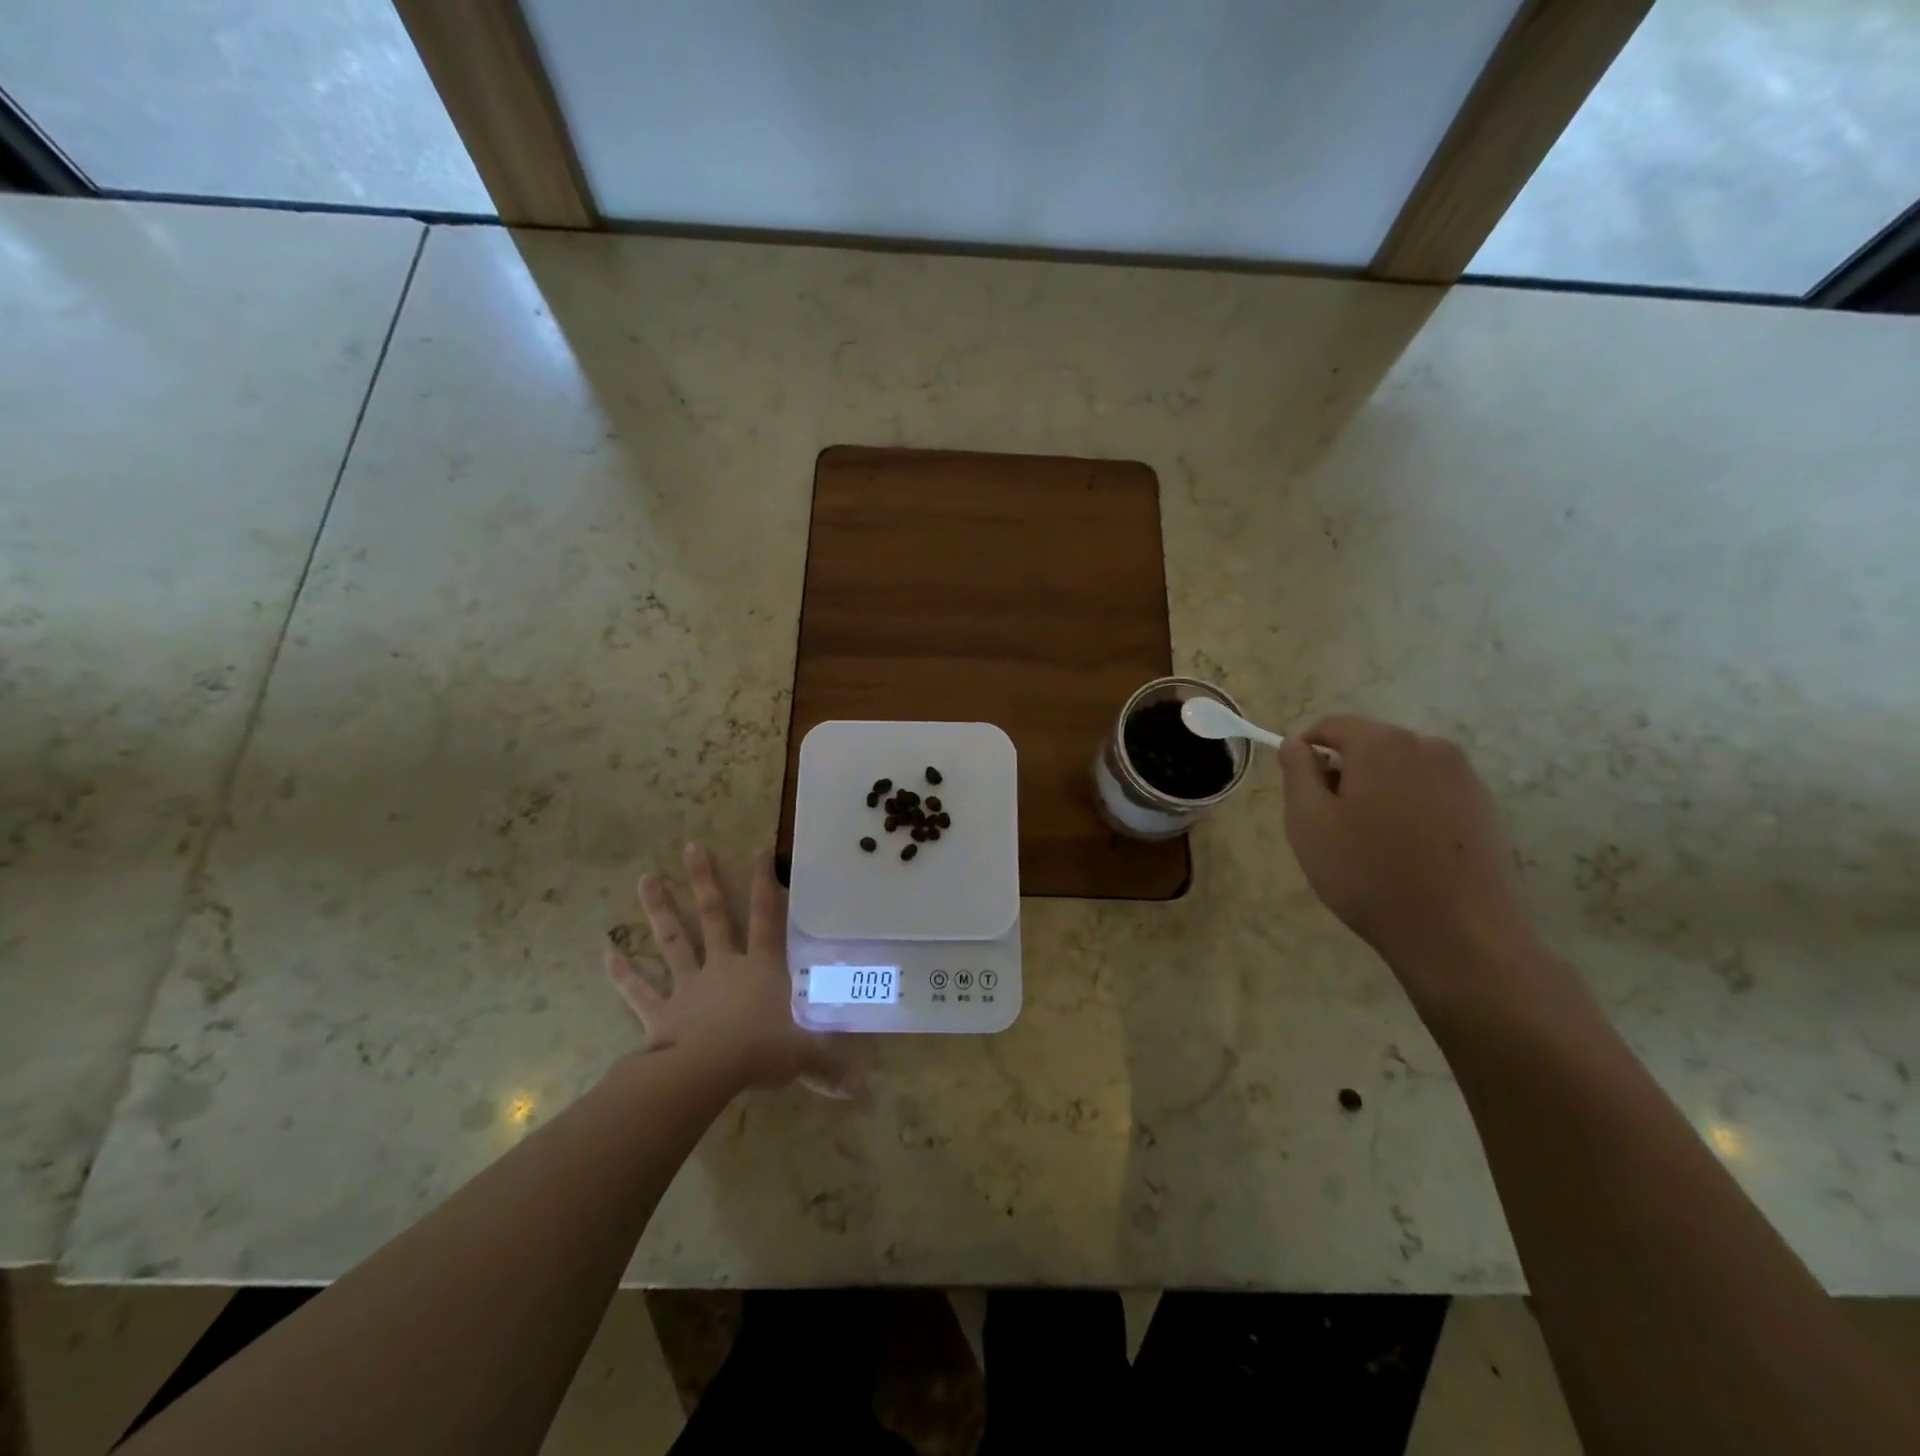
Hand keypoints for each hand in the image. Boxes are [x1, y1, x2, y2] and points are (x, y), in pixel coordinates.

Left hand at [606, 844, 857, 1096]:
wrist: (706, 1074)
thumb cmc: (759, 1053)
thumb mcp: (802, 1056)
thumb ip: (829, 1065)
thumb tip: (862, 1087)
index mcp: (761, 969)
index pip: (768, 918)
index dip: (765, 884)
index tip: (759, 850)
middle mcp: (724, 967)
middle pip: (714, 917)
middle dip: (704, 881)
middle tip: (690, 847)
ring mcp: (689, 986)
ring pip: (673, 940)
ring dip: (659, 909)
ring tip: (646, 877)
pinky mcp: (660, 1012)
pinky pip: (638, 989)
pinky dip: (621, 971)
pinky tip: (606, 950)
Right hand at [1278, 717, 1544, 1007]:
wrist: (1460, 936)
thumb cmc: (1368, 874)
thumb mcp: (1308, 823)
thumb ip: (1297, 773)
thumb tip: (1295, 744)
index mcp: (1383, 744)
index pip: (1332, 726)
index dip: (1306, 751)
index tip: (1298, 790)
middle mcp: (1429, 747)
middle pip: (1370, 746)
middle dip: (1344, 774)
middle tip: (1330, 826)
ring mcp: (1465, 778)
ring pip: (1401, 771)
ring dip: (1377, 793)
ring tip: (1369, 845)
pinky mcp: (1486, 809)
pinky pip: (1431, 794)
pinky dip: (1410, 811)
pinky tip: (1406, 854)